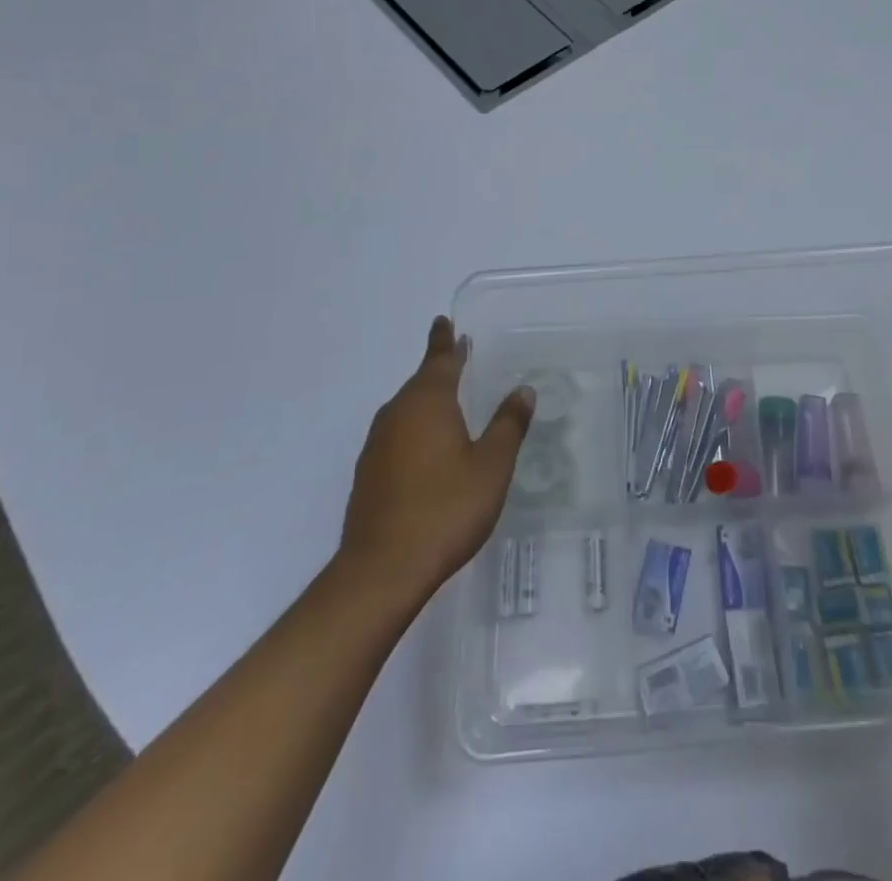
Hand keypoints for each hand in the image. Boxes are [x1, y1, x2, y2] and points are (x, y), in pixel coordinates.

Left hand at [340, 317, 532, 603]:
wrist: (382, 569)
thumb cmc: (445, 509)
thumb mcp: (491, 466)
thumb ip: (508, 425)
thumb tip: (522, 390)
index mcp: (428, 403)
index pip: (440, 360)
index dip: (445, 341)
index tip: (444, 321)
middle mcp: (398, 414)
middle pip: (420, 381)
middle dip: (439, 367)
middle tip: (457, 354)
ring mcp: (378, 444)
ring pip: (406, 408)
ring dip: (426, 397)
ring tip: (447, 397)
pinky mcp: (369, 473)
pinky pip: (397, 433)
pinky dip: (415, 426)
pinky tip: (428, 445)